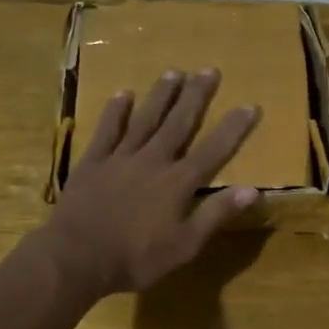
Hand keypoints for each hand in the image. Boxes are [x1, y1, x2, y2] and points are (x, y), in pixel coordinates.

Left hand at [37, 69, 259, 298]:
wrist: (76, 258)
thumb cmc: (135, 258)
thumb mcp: (184, 246)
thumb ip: (215, 215)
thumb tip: (252, 190)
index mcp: (177, 183)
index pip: (214, 150)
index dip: (233, 128)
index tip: (250, 104)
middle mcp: (152, 161)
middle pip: (179, 123)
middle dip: (196, 96)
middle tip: (209, 70)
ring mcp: (120, 158)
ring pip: (145, 119)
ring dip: (161, 95)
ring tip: (174, 72)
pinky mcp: (92, 162)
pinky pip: (107, 130)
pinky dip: (116, 111)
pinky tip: (124, 94)